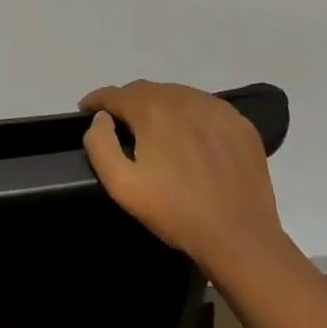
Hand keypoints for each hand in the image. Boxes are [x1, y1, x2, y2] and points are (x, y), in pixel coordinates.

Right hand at [81, 81, 287, 277]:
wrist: (239, 237)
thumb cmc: (175, 213)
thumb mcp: (122, 186)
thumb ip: (100, 145)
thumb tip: (101, 119)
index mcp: (152, 111)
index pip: (114, 94)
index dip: (96, 100)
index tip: (86, 111)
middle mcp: (183, 98)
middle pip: (145, 90)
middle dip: (126, 102)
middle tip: (119, 124)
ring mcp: (216, 108)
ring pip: (176, 94)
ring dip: (158, 105)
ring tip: (153, 128)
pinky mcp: (239, 123)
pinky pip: (205, 106)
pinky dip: (189, 113)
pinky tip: (189, 136)